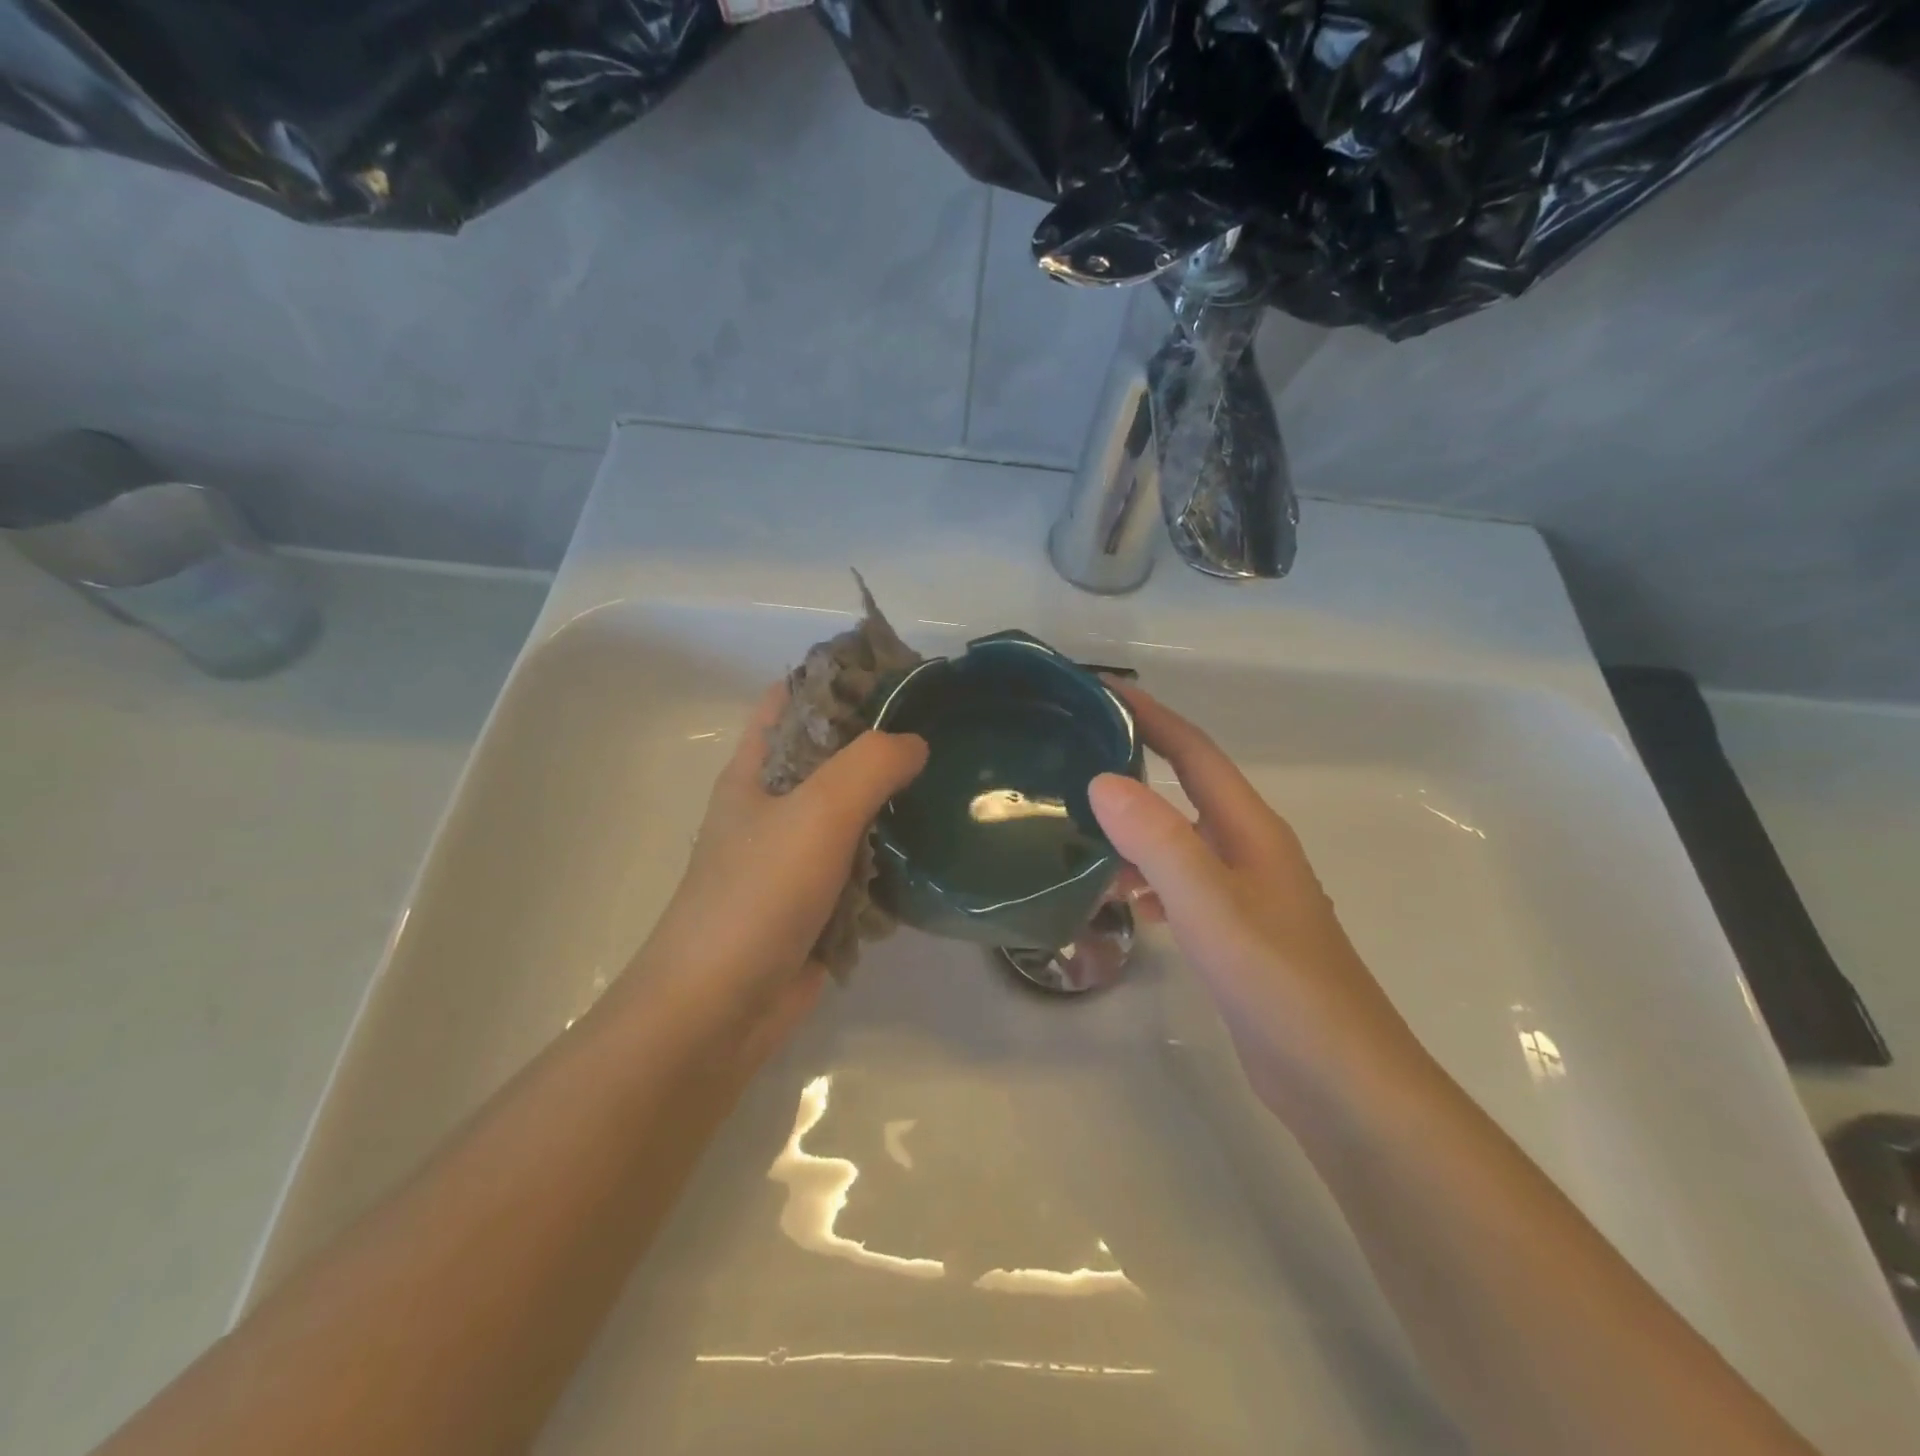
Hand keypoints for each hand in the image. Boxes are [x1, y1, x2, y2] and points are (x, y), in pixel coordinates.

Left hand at [612, 682, 927, 1072]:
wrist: (718, 1011)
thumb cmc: (756, 896)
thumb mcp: (816, 813)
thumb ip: (870, 765)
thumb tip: (914, 742)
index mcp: (757, 771)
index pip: (794, 699)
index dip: (840, 677)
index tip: (901, 671)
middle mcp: (775, 807)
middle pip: (832, 756)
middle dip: (881, 741)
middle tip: (945, 727)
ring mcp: (797, 859)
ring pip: (853, 814)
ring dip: (893, 802)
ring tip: (954, 782)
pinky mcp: (820, 904)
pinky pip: (864, 867)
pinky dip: (894, 858)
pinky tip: (936, 849)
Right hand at [1089, 683, 1424, 1117]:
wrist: (1340, 1081)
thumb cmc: (1277, 983)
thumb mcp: (1210, 905)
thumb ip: (1157, 840)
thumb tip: (1103, 779)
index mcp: (1249, 829)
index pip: (1193, 752)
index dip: (1150, 716)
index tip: (1099, 691)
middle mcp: (1250, 850)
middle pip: (1188, 787)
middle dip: (1138, 762)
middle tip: (1076, 754)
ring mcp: (1246, 894)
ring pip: (1182, 838)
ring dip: (1138, 825)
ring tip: (1081, 828)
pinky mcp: (1238, 934)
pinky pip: (1184, 884)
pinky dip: (1150, 878)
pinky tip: (1123, 899)